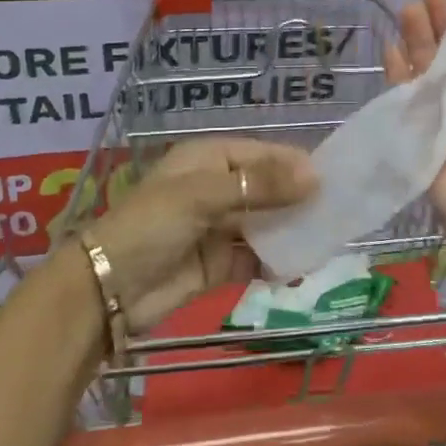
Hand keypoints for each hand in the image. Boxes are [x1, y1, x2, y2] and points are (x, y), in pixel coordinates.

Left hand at [84, 137, 315, 332]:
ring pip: (265, 225)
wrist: (107, 290)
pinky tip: (298, 267)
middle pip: (266, 189)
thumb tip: (314, 176)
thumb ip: (259, 186)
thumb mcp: (203, 196)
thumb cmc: (151, 225)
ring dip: (290, 231)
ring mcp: (218, 228)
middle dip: (297, 199)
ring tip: (327, 238)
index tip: (330, 178)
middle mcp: (216, 190)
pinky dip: (276, 262)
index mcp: (208, 161)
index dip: (293, 164)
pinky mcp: (218, 264)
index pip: (261, 155)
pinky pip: (255, 258)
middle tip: (337, 210)